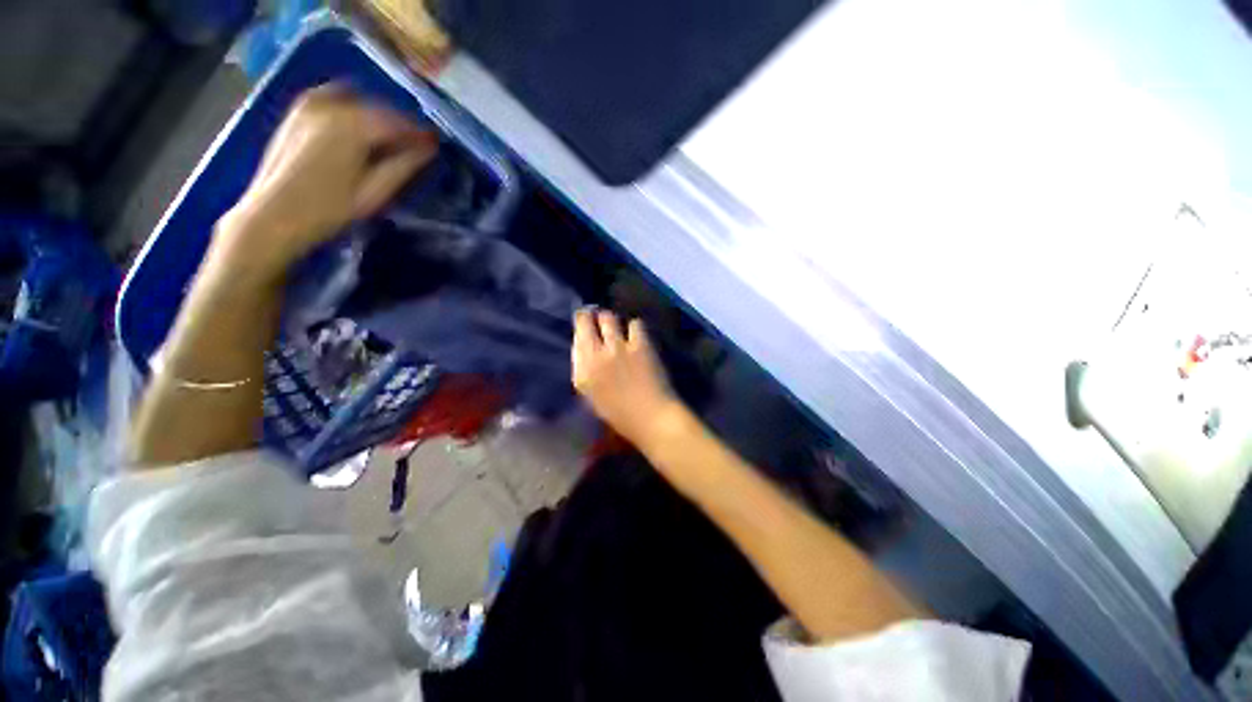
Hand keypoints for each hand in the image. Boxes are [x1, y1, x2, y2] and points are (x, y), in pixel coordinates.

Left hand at [212, 84, 438, 280]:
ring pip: (356, 101)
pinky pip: (333, 99)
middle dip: (399, 124)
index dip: (419, 133)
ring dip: (377, 116)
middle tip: (415, 144)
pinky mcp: (297, 114)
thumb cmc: (330, 210)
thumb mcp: (374, 192)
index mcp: (351, 126)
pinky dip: (352, 109)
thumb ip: (403, 166)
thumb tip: (429, 149)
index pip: (397, 122)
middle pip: (377, 109)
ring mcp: (309, 106)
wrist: (274, 216)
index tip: (435, 144)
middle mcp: (330, 106)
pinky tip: (358, 127)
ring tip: (389, 139)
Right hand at [572, 309, 679, 444]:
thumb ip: (583, 369)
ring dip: (613, 320)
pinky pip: (635, 324)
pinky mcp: (640, 345)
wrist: (651, 417)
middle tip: (601, 320)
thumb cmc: (619, 413)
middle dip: (594, 316)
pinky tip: (637, 336)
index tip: (586, 322)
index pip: (576, 335)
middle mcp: (595, 354)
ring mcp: (618, 347)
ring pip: (610, 317)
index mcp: (582, 371)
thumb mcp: (590, 395)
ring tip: (620, 328)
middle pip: (589, 319)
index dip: (581, 324)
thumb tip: (583, 345)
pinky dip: (634, 328)